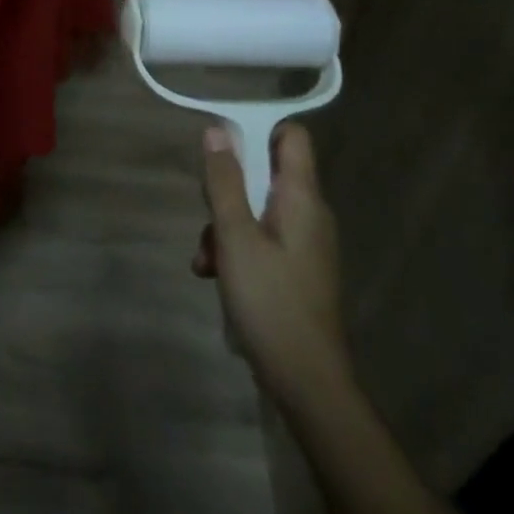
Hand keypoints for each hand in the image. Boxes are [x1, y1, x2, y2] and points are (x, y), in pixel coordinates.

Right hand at [194, 122, 351, 398]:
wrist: (308, 383)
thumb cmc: (271, 302)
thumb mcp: (235, 237)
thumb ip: (224, 181)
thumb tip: (217, 130)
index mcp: (301, 198)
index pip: (292, 136)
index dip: (259, 129)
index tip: (223, 144)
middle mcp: (309, 214)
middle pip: (265, 173)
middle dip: (228, 189)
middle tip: (206, 214)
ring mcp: (304, 244)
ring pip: (257, 209)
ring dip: (225, 226)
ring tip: (205, 260)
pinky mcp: (296, 270)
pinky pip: (262, 239)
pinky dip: (237, 249)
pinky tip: (214, 276)